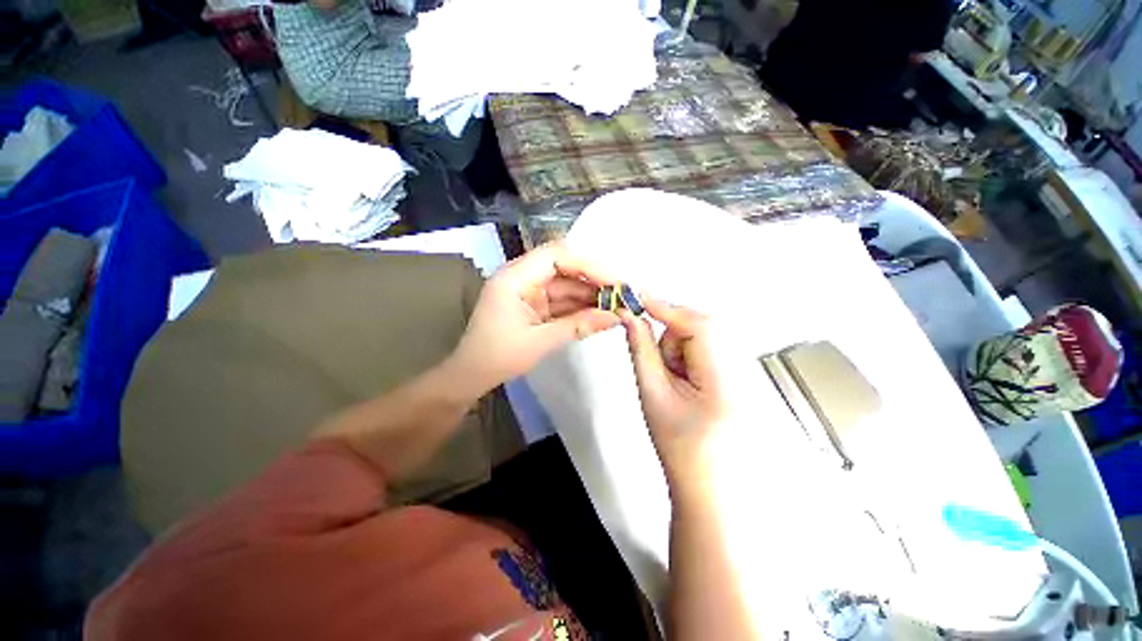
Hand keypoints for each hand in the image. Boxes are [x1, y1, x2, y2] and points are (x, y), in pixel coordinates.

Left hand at [449, 242, 619, 394]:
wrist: (471, 375)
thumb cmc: (497, 357)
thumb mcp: (540, 341)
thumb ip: (579, 326)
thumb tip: (616, 317)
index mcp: (515, 277)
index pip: (557, 255)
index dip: (589, 265)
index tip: (616, 282)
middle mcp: (522, 276)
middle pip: (565, 267)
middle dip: (594, 281)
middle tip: (622, 295)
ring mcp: (529, 289)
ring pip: (566, 284)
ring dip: (590, 295)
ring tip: (617, 306)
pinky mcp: (534, 303)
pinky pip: (562, 299)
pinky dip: (580, 307)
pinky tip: (600, 313)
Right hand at [620, 300, 728, 487]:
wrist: (707, 483)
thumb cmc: (680, 447)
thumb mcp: (652, 394)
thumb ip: (641, 350)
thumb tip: (631, 317)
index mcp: (725, 380)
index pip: (699, 326)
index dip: (666, 307)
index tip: (637, 299)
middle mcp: (742, 370)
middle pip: (701, 327)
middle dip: (671, 335)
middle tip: (657, 364)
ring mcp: (743, 372)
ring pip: (701, 335)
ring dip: (678, 349)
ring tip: (672, 382)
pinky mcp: (736, 374)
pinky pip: (706, 348)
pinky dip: (686, 355)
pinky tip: (683, 381)